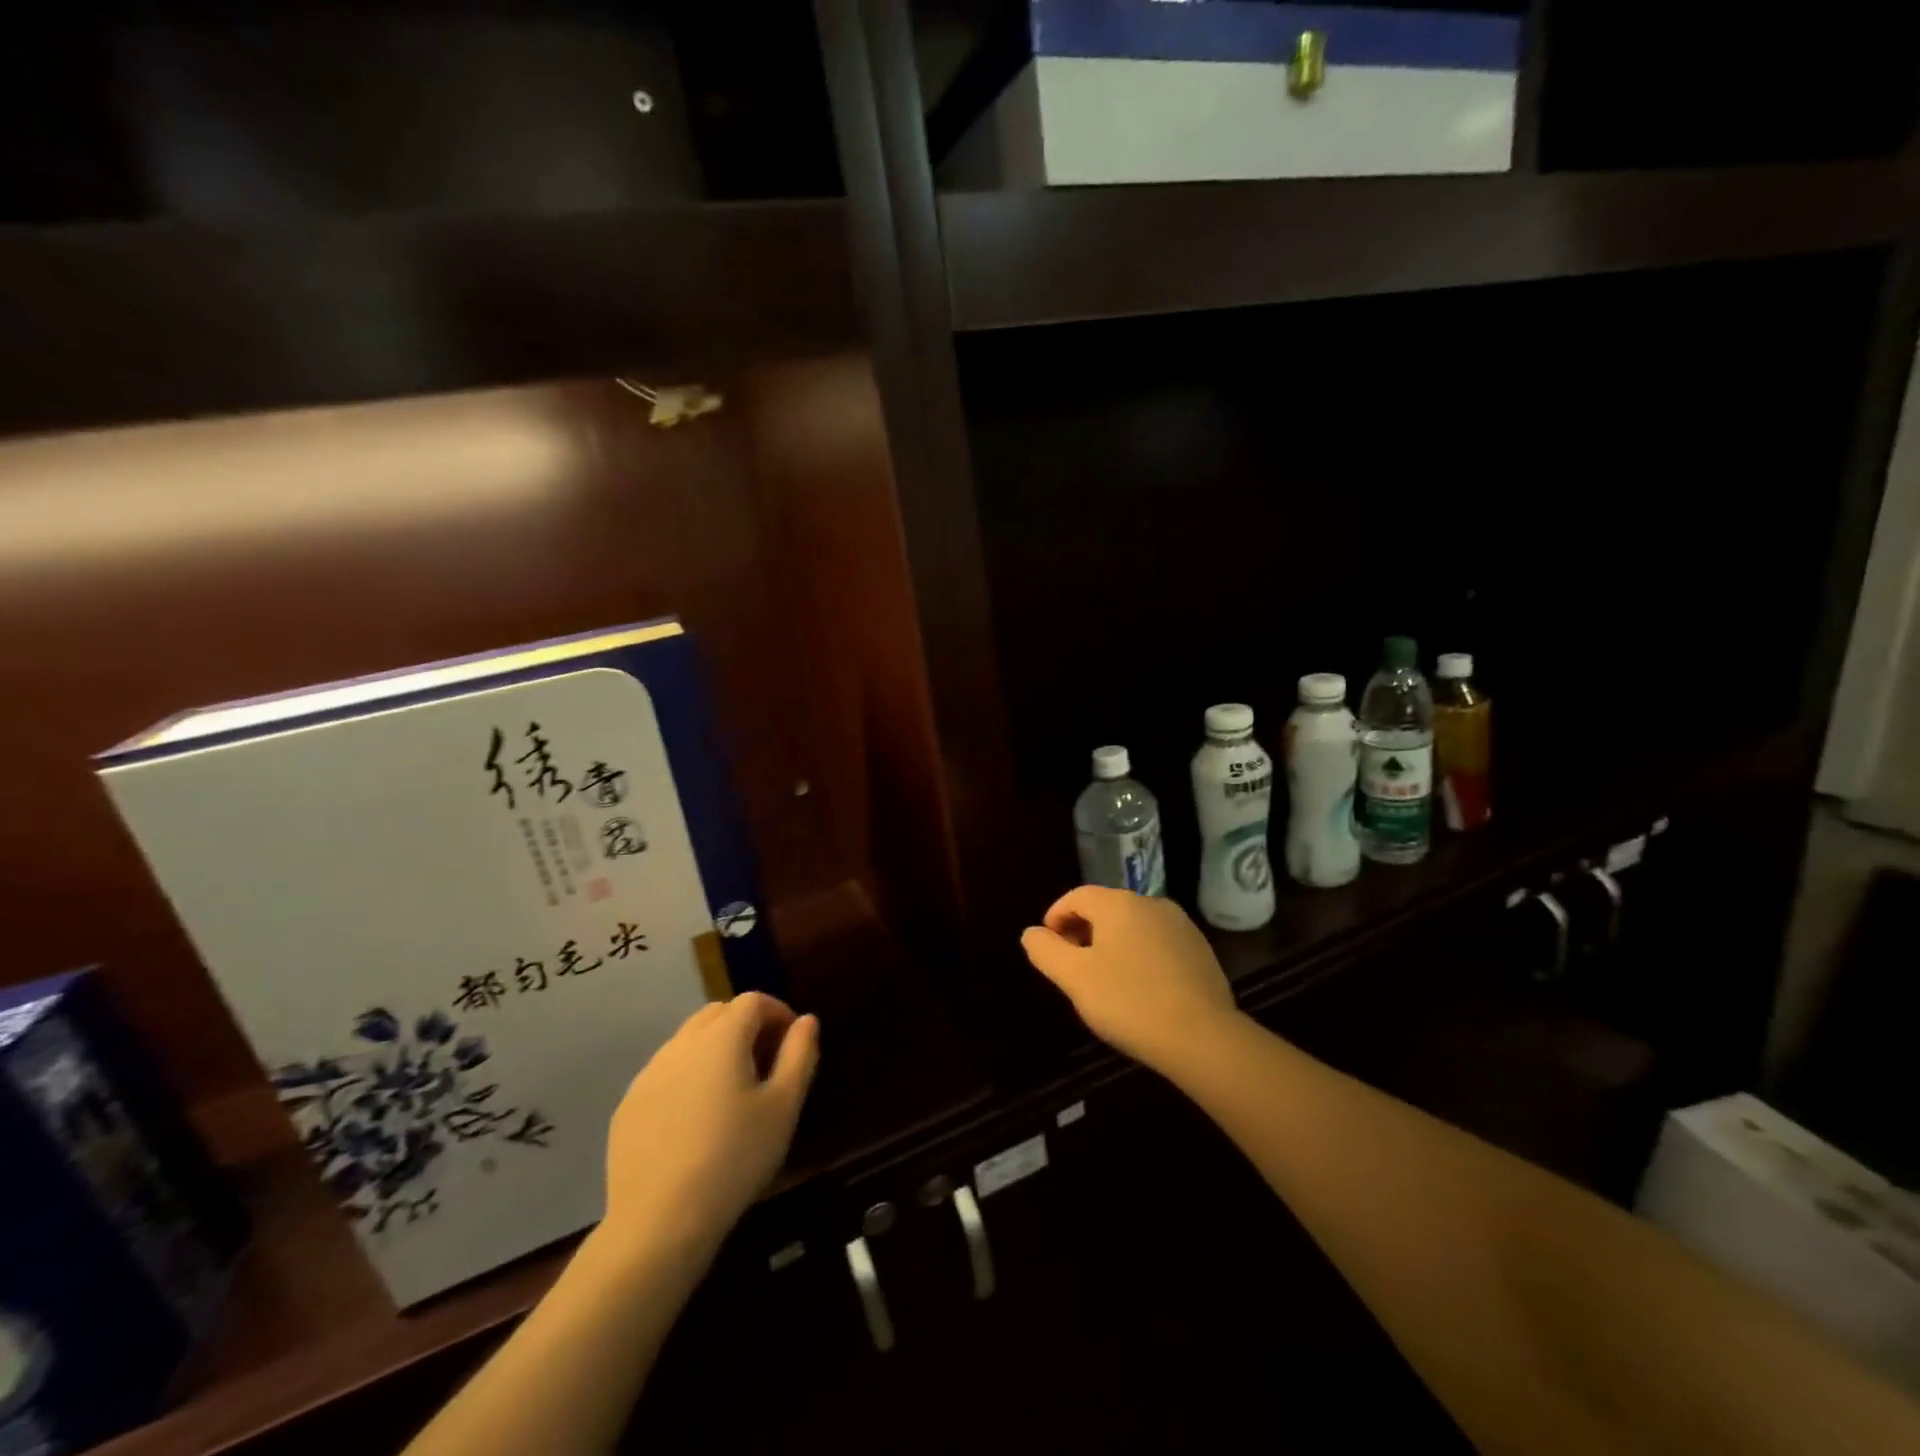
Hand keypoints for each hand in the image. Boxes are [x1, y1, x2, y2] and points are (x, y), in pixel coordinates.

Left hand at [600, 992, 819, 1267]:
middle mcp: (681, 1043)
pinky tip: (695, 1120)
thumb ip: (800, 1055)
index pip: (753, 1001)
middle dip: (745, 1025)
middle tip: (765, 1061)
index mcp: (722, 1037)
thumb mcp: (783, 1107)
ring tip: (731, 1091)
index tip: (792, 1042)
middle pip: (718, 1013)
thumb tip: (806, 1020)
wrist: (659, 1222)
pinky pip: (665, 1073)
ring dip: (714, 1049)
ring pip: (688, 1042)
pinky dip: (687, 1078)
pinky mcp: (628, 1105)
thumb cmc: (735, 1158)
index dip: (778, 1012)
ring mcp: (649, 1074)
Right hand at [1021, 887, 1239, 1072]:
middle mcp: (1151, 904)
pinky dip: (1140, 956)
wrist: (1202, 1037)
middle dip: (1083, 931)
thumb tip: (1031, 933)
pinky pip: (1158, 944)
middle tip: (1071, 965)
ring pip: (1133, 927)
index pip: (1077, 896)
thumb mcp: (1074, 978)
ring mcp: (1181, 926)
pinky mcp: (1201, 951)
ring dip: (1112, 944)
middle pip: (1106, 909)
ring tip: (1104, 979)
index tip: (1047, 945)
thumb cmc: (1128, 1001)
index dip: (1056, 916)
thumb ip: (1046, 951)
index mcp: (1118, 903)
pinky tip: (1139, 989)